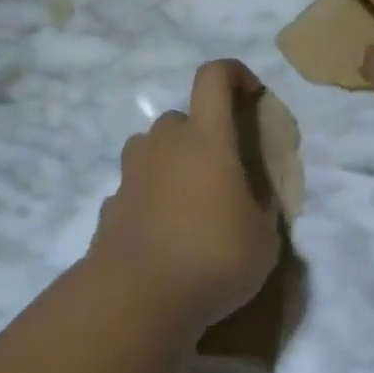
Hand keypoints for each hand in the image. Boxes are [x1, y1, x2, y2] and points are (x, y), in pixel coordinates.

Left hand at [89, 60, 282, 332]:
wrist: (136, 298)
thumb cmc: (213, 256)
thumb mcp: (263, 237)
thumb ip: (262, 205)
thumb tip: (256, 195)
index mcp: (206, 137)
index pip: (214, 76)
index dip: (234, 74)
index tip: (251, 95)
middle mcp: (164, 143)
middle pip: (182, 118)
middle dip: (203, 135)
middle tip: (222, 174)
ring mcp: (131, 173)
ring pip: (153, 150)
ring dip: (172, 164)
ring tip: (191, 203)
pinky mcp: (109, 205)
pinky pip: (136, 188)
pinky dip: (150, 199)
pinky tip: (162, 235)